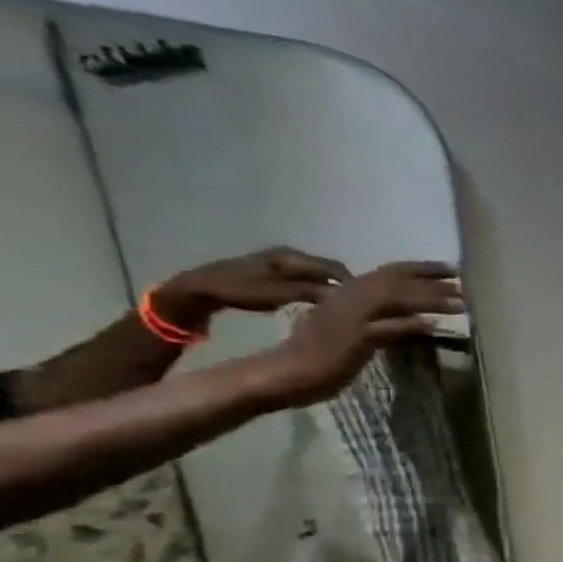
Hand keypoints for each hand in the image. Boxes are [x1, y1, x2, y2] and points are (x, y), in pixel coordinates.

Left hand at [155, 247, 353, 329]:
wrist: (196, 289)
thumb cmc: (238, 291)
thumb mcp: (280, 295)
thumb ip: (314, 293)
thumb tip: (346, 297)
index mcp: (292, 256)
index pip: (335, 268)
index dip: (353, 284)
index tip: (366, 303)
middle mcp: (288, 254)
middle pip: (328, 269)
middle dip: (343, 285)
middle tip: (355, 307)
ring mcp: (278, 260)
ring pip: (316, 273)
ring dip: (329, 287)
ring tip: (339, 306)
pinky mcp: (270, 270)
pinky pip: (303, 277)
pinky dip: (315, 287)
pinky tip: (316, 301)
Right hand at [249, 261, 461, 407]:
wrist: (284, 373)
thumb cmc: (318, 353)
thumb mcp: (351, 328)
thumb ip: (377, 318)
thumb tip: (410, 317)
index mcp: (347, 293)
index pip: (388, 273)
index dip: (421, 269)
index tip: (451, 269)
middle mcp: (348, 298)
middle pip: (395, 281)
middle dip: (432, 279)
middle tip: (463, 279)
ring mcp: (350, 317)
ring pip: (394, 300)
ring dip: (430, 299)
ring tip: (461, 304)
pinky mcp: (353, 339)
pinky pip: (385, 328)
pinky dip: (409, 325)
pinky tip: (433, 325)